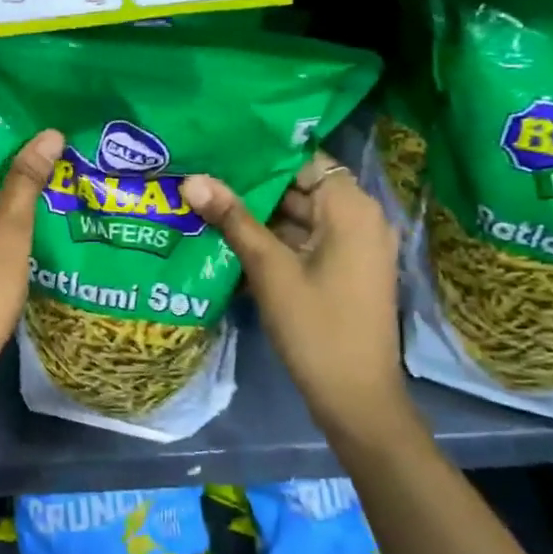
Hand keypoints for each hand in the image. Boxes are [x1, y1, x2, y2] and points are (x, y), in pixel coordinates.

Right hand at [182, 155, 405, 435]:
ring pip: (299, 217)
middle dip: (252, 188)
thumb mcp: (269, 269)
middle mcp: (360, 219)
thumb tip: (192, 178)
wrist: (356, 400)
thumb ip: (232, 219)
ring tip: (206, 205)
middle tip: (202, 179)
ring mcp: (353, 248)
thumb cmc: (316, 327)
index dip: (261, 156)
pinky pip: (305, 242)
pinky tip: (229, 242)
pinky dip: (274, 242)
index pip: (304, 161)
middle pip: (300, 188)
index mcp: (351, 209)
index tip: (218, 153)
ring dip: (258, 217)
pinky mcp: (343, 271)